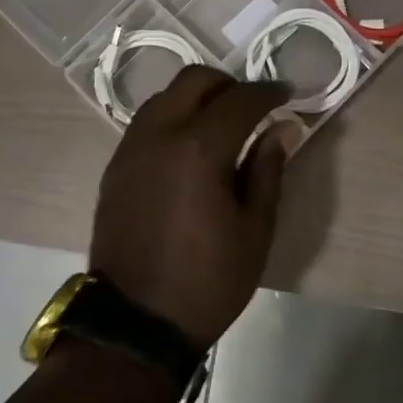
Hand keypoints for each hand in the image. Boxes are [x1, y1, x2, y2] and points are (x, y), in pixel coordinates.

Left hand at [90, 67, 301, 349]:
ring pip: (164, 98)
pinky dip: (172, 119)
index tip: (288, 94)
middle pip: (193, 80)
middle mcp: (157, 135)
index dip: (268, 92)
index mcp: (197, 149)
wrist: (136, 322)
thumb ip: (267, 169)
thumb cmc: (208, 280)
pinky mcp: (114, 169)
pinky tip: (189, 150)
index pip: (239, 100)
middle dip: (228, 84)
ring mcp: (129, 150)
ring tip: (221, 126)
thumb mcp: (254, 229)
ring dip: (196, 98)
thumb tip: (284, 128)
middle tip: (253, 107)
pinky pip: (146, 124)